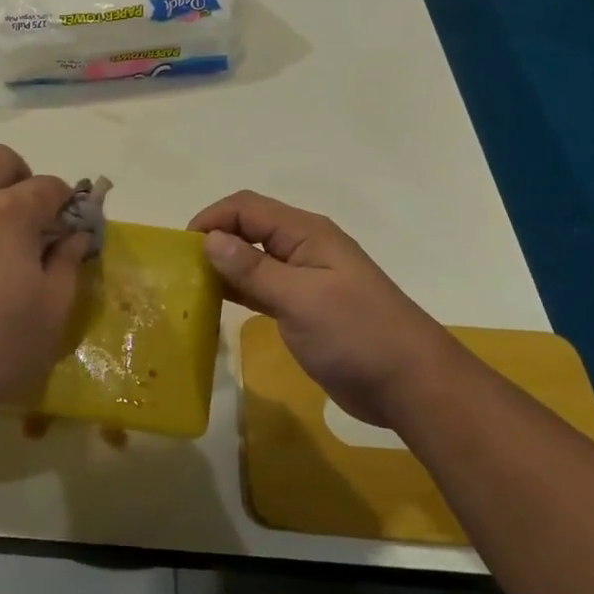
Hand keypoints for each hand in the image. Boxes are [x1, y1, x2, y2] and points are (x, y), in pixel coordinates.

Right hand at [189, 191, 441, 426]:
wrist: (411, 385)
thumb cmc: (357, 334)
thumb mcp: (300, 299)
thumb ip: (253, 269)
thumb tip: (209, 239)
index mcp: (306, 233)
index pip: (247, 207)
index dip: (213, 218)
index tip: (181, 247)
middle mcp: (303, 247)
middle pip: (249, 229)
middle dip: (215, 239)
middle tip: (181, 269)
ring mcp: (305, 278)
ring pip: (254, 259)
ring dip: (225, 266)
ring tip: (190, 286)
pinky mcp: (305, 308)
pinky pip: (263, 287)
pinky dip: (239, 290)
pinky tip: (217, 305)